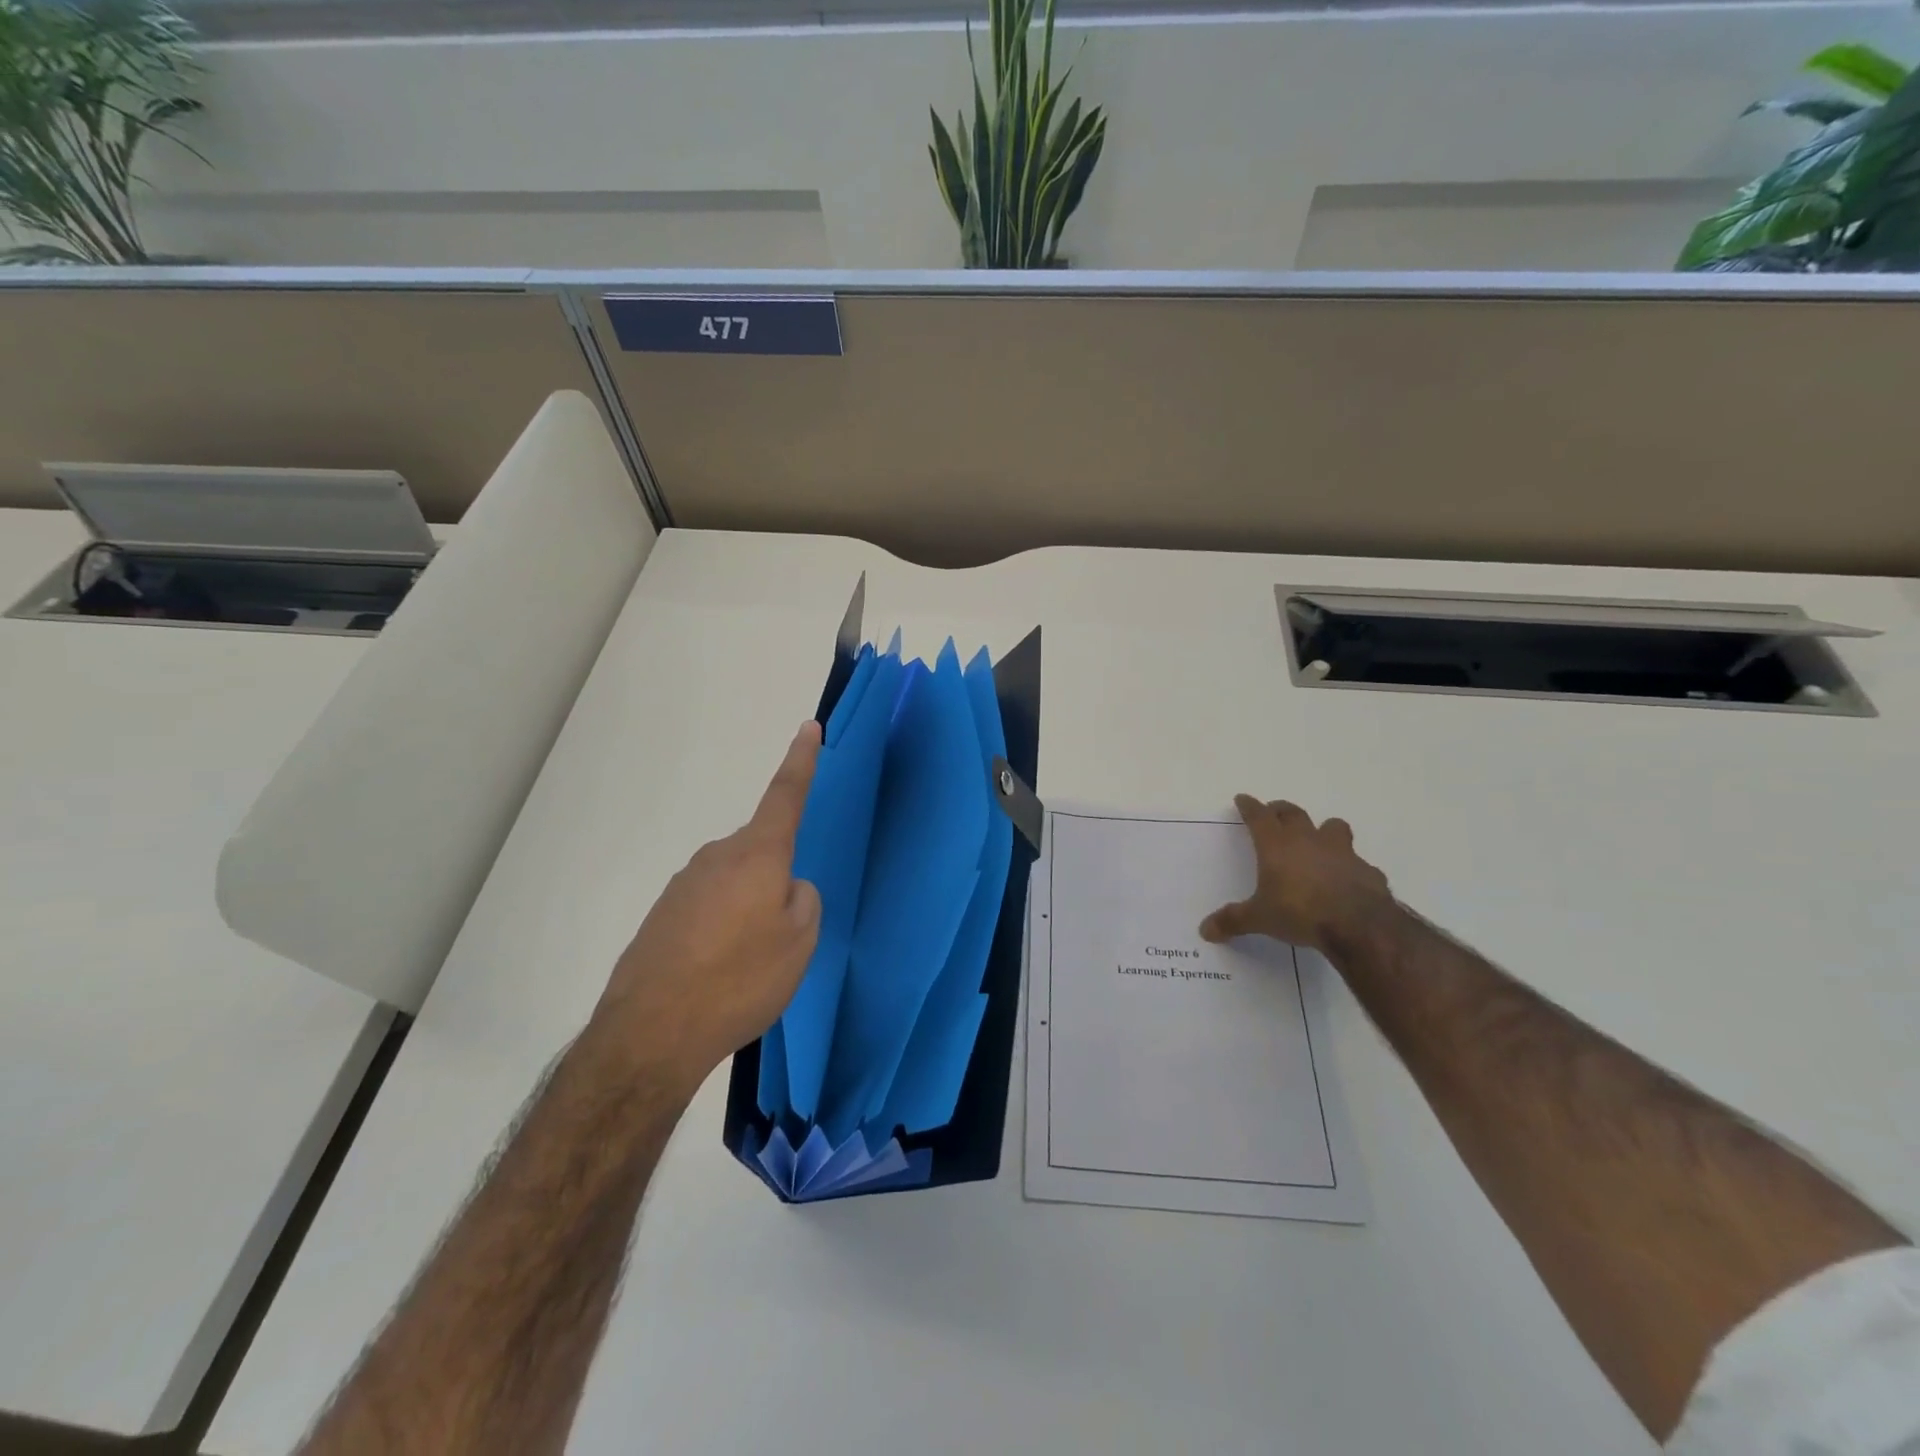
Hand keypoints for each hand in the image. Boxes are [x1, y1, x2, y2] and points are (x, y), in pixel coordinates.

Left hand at [590, 722, 823, 1098]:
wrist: (650, 1034)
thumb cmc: (740, 980)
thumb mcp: (799, 943)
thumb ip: (803, 901)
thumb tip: (786, 888)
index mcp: (758, 855)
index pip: (785, 795)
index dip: (801, 761)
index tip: (808, 728)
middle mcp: (717, 857)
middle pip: (761, 852)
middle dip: (776, 878)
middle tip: (782, 934)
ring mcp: (683, 884)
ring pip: (734, 883)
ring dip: (746, 910)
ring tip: (746, 965)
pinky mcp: (661, 914)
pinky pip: (706, 908)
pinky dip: (719, 930)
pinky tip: (715, 972)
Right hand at [1199, 795, 1393, 951]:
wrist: (1358, 925)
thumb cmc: (1299, 912)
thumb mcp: (1259, 919)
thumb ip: (1233, 921)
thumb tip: (1205, 930)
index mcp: (1276, 846)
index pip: (1259, 817)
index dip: (1249, 807)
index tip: (1243, 799)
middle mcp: (1308, 841)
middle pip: (1293, 814)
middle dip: (1281, 810)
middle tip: (1274, 812)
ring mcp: (1341, 852)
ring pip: (1332, 827)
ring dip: (1323, 829)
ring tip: (1318, 838)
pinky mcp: (1366, 870)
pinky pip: (1357, 862)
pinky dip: (1350, 866)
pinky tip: (1347, 880)